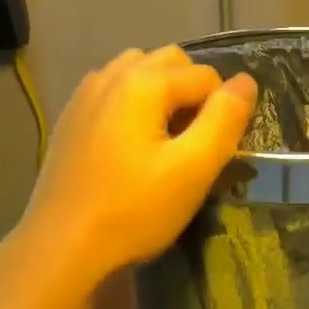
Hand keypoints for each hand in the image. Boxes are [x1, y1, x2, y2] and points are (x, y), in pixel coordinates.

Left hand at [17, 44, 256, 288]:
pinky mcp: (71, 118)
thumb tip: (246, 82)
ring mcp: (85, 94)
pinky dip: (134, 105)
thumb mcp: (193, 169)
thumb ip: (225, 120)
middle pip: (171, 62)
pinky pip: (114, 92)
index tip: (217, 154)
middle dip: (194, 93)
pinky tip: (132, 147)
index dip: (223, 112)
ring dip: (163, 94)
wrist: (62, 246)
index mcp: (143, 81)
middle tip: (196, 143)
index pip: (207, 76)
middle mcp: (111, 74)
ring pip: (139, 72)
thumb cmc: (134, 210)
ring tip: (166, 141)